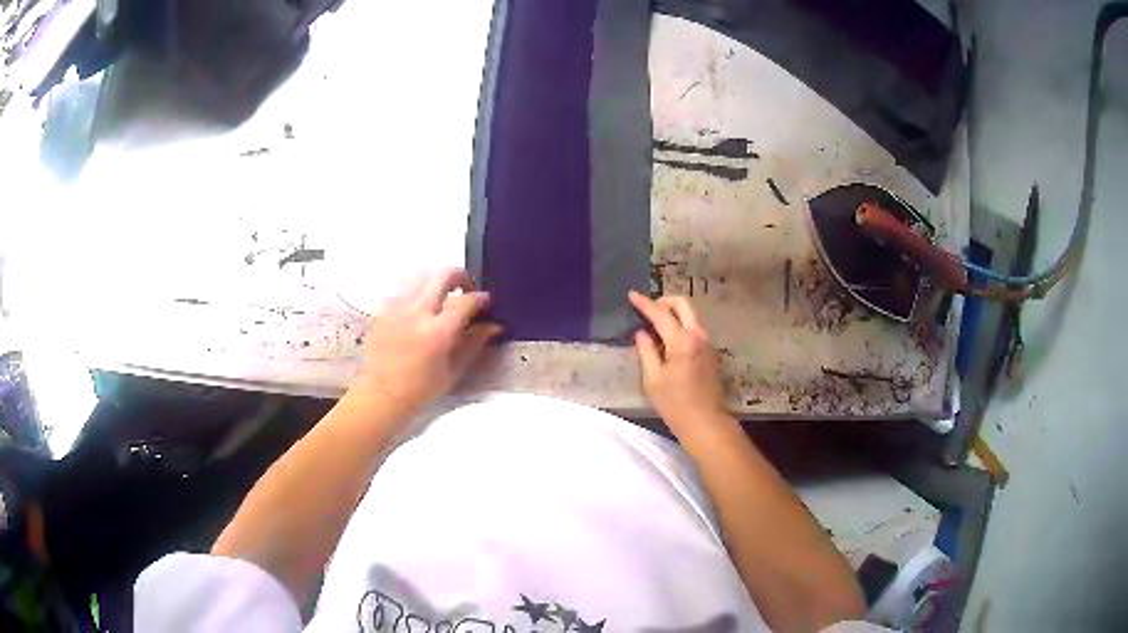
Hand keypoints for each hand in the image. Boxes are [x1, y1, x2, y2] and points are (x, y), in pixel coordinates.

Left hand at [349, 269, 501, 423]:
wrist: (380, 395)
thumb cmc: (420, 390)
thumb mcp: (453, 371)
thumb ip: (473, 344)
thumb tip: (493, 326)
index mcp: (438, 332)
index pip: (465, 300)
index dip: (480, 298)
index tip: (485, 302)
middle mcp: (417, 313)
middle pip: (443, 275)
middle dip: (460, 276)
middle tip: (466, 289)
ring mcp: (397, 307)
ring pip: (421, 274)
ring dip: (437, 279)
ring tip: (442, 293)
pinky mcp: (383, 309)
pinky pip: (403, 286)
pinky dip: (417, 288)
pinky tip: (420, 303)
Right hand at [628, 291, 729, 439]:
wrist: (706, 422)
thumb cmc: (675, 404)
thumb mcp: (653, 379)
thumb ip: (646, 351)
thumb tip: (642, 333)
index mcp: (682, 341)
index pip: (661, 314)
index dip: (645, 303)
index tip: (632, 295)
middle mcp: (699, 336)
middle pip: (683, 304)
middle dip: (664, 301)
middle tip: (648, 309)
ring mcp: (708, 343)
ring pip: (691, 316)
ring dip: (674, 314)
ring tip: (656, 326)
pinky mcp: (711, 353)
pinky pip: (695, 329)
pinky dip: (681, 326)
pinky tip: (669, 341)